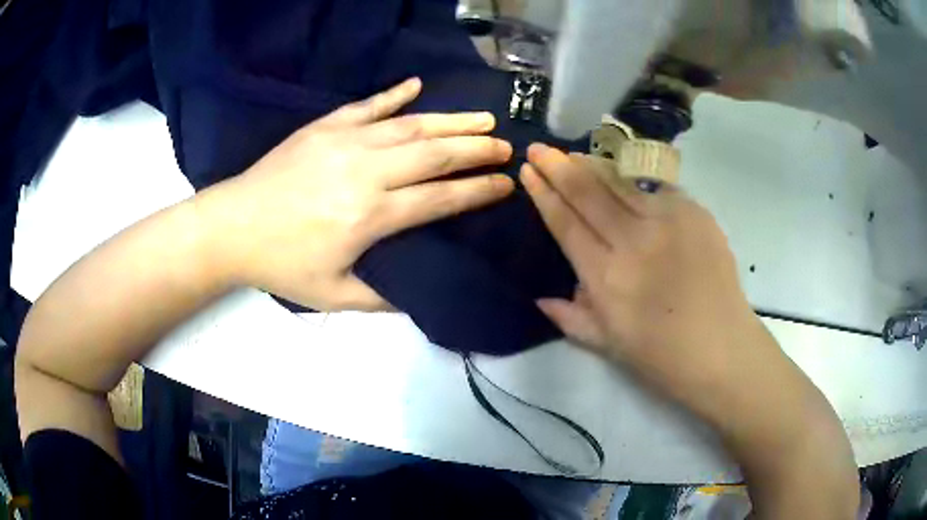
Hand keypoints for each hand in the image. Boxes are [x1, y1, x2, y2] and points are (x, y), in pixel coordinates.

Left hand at [198, 78, 513, 310]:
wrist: (232, 228)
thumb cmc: (281, 265)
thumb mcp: (333, 296)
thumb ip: (382, 297)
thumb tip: (421, 291)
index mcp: (371, 216)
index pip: (440, 198)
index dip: (478, 191)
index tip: (505, 184)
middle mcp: (366, 172)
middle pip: (435, 154)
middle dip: (477, 150)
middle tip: (506, 146)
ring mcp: (345, 142)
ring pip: (410, 125)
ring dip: (451, 120)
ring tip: (482, 118)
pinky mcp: (324, 127)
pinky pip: (367, 105)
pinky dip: (394, 94)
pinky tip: (417, 85)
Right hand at [520, 143, 766, 406]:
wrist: (723, 349)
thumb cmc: (663, 357)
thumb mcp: (608, 346)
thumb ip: (571, 318)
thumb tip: (541, 297)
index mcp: (606, 278)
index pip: (566, 223)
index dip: (544, 194)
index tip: (528, 172)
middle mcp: (633, 241)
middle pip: (588, 193)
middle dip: (558, 167)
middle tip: (540, 148)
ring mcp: (668, 222)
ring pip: (620, 182)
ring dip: (592, 165)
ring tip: (572, 154)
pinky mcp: (695, 213)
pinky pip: (656, 188)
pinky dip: (633, 178)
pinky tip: (622, 172)